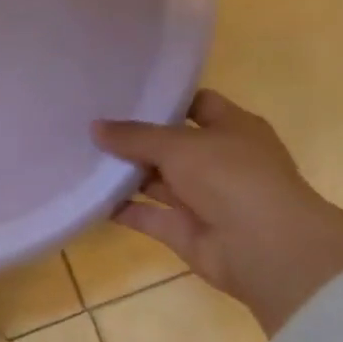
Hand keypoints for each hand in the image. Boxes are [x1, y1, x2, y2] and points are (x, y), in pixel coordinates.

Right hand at [91, 89, 342, 335]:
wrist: (264, 248)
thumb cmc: (232, 178)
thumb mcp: (179, 146)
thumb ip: (134, 136)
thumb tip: (94, 126)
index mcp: (232, 129)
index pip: (196, 104)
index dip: (163, 99)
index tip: (120, 93)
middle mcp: (216, 160)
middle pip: (168, 144)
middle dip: (131, 137)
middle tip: (86, 125)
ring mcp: (199, 196)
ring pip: (153, 179)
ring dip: (121, 172)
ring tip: (77, 157)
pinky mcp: (181, 228)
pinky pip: (142, 214)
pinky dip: (117, 208)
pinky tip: (85, 195)